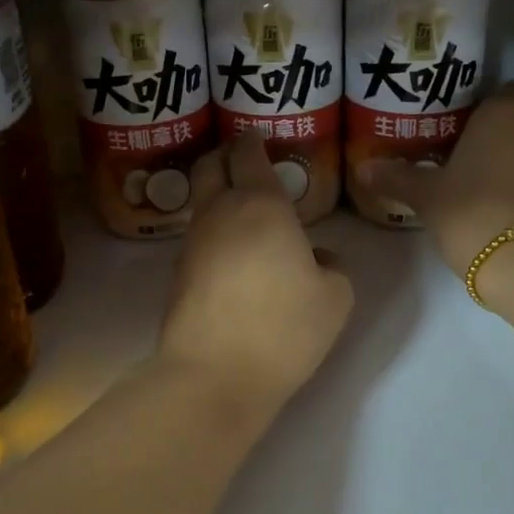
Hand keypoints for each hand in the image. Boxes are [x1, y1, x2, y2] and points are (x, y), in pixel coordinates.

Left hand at [158, 132, 353, 412]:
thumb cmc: (284, 328)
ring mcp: (191, 244)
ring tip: (243, 210)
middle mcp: (218, 213)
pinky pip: (197, 238)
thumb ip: (333, 266)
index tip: (261, 137)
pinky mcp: (177, 275)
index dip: (253, 139)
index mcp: (260, 205)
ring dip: (216, 195)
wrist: (215, 376)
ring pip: (199, 201)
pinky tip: (232, 254)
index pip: (247, 153)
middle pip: (208, 165)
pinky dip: (213, 232)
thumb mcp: (336, 297)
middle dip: (224, 155)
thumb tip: (315, 256)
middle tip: (244, 162)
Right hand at [358, 84, 513, 279]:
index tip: (470, 138)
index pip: (504, 93)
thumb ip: (396, 179)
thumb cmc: (472, 215)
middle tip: (478, 175)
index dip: (489, 113)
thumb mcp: (426, 199)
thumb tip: (362, 168)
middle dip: (508, 144)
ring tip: (505, 205)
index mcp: (505, 115)